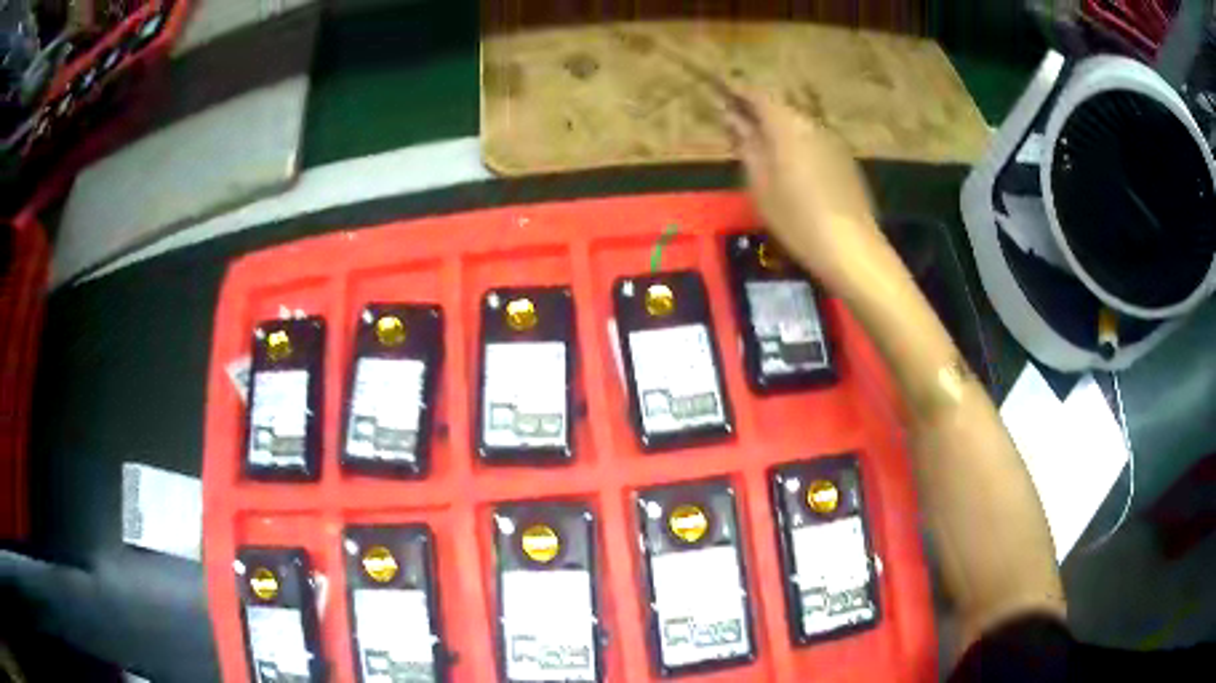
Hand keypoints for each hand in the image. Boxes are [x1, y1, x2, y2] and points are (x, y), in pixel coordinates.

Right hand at [727, 92, 881, 287]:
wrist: (851, 248)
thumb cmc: (796, 217)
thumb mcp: (760, 183)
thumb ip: (747, 145)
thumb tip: (733, 118)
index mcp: (787, 125)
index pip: (758, 95)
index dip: (738, 94)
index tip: (721, 98)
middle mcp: (812, 124)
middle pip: (780, 108)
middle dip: (757, 113)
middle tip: (736, 128)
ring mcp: (832, 142)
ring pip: (798, 125)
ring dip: (777, 130)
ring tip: (761, 151)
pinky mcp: (845, 161)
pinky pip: (813, 141)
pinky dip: (797, 145)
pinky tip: (791, 169)